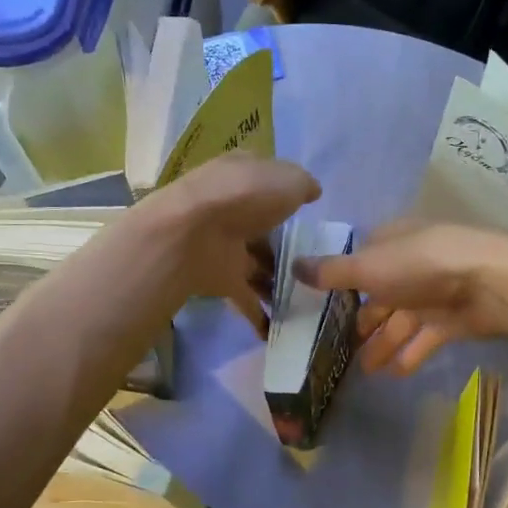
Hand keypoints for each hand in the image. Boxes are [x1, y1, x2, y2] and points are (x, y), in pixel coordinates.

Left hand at [140, 153, 320, 335]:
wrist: (192, 235)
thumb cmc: (245, 196)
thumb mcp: (288, 180)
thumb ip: (303, 185)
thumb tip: (311, 192)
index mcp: (243, 175)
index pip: (267, 181)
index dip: (287, 193)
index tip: (309, 212)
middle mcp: (232, 209)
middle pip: (263, 227)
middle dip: (284, 246)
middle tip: (316, 264)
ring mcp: (224, 245)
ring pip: (257, 264)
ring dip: (276, 282)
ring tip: (308, 300)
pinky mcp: (219, 278)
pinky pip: (245, 298)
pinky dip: (259, 316)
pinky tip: (278, 331)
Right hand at [295, 221, 507, 374]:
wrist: (490, 282)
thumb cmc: (421, 265)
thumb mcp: (368, 267)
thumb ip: (331, 272)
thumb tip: (292, 266)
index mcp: (391, 243)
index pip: (360, 262)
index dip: (340, 284)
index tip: (321, 310)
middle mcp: (411, 265)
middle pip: (380, 296)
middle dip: (362, 322)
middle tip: (341, 349)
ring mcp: (434, 292)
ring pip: (401, 321)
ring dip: (383, 344)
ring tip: (365, 371)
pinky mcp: (453, 318)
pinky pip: (425, 338)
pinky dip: (410, 354)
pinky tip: (395, 374)